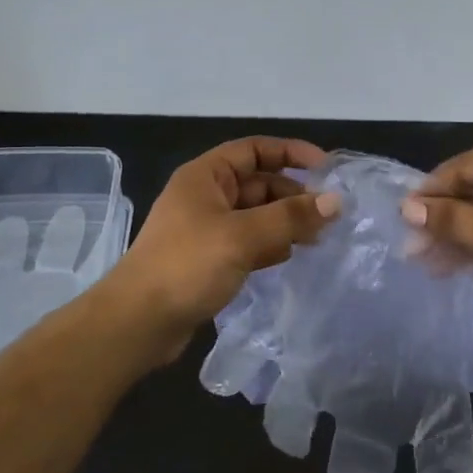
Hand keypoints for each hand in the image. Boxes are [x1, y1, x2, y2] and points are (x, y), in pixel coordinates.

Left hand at [112, 137, 340, 358]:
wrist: (138, 323)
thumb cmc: (188, 265)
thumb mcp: (243, 236)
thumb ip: (290, 217)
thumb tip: (335, 202)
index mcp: (206, 176)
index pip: (254, 149)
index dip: (290, 152)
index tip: (326, 168)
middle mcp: (205, 196)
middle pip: (258, 183)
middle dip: (293, 194)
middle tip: (328, 214)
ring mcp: (206, 229)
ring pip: (255, 214)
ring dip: (285, 221)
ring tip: (318, 237)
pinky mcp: (208, 259)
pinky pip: (247, 241)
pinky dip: (269, 244)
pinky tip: (290, 256)